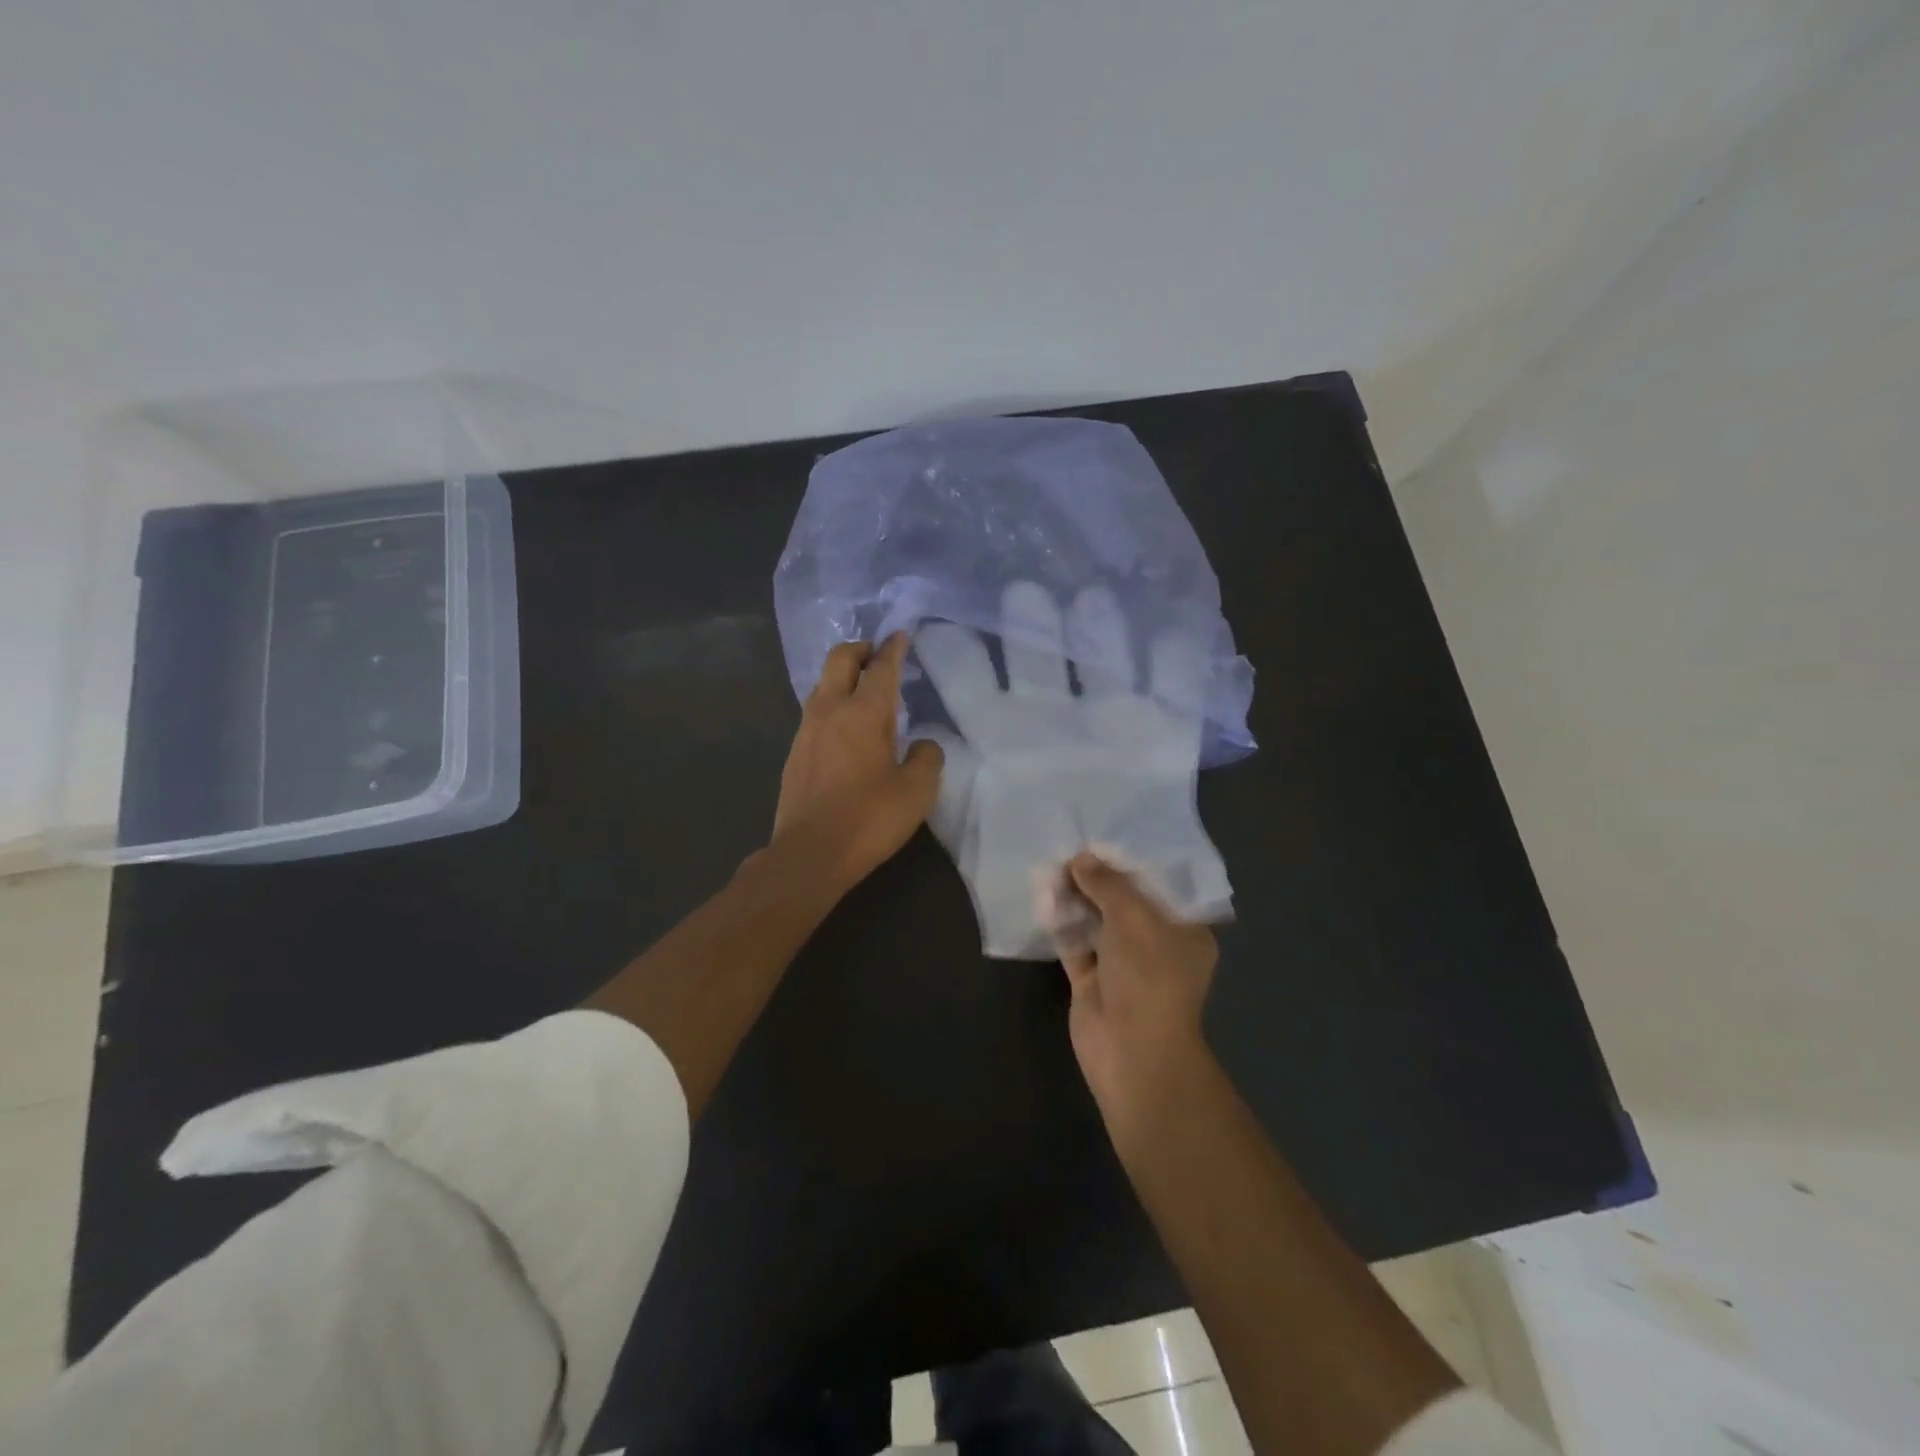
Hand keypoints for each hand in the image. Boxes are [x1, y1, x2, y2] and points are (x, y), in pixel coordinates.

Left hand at [771, 634, 943, 890]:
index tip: (900, 635)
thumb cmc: (869, 819)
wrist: (810, 853)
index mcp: (864, 712)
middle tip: (879, 655)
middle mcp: (831, 710)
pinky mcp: (795, 751)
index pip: (881, 667)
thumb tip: (923, 744)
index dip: (893, 648)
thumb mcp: (917, 791)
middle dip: (861, 649)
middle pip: (841, 658)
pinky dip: (833, 703)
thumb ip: (927, 758)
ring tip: (864, 690)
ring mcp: (806, 729)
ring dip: (844, 676)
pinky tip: (846, 726)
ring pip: (823, 683)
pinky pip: (815, 711)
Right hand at [1053, 851, 1218, 1124]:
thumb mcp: (1133, 917)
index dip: (1133, 861)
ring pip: (1098, 922)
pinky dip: (1062, 924)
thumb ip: (1107, 884)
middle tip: (1071, 845)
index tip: (1106, 836)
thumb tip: (1081, 859)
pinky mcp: (1093, 981)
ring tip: (1052, 864)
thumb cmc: (1148, 976)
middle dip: (1099, 877)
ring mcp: (1123, 965)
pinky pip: (1076, 944)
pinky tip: (1043, 897)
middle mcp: (1156, 945)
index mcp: (1184, 930)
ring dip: (1077, 898)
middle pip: (1125, 902)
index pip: (1161, 886)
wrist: (1131, 1051)